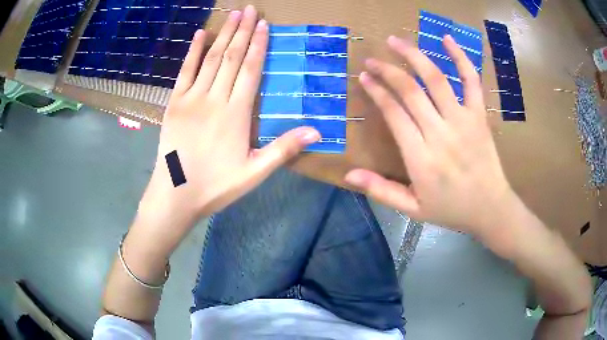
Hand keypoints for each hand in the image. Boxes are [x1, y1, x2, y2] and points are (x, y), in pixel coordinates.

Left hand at [142, 6, 319, 221]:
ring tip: (233, 14)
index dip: (258, 45)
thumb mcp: (254, 173)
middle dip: (242, 31)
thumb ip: (283, 149)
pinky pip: (184, 71)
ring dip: (223, 34)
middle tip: (250, 9)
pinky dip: (192, 51)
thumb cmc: (216, 185)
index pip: (250, 70)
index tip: (264, 24)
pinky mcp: (174, 103)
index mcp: (236, 113)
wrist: (175, 194)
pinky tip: (200, 34)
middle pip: (232, 57)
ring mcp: (191, 98)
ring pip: (211, 59)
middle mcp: (214, 98)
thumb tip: (317, 131)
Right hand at [345, 35, 515, 236]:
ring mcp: (463, 121)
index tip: (365, 77)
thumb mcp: (412, 209)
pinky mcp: (479, 116)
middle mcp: (440, 134)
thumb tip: (349, 174)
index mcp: (421, 158)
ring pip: (436, 79)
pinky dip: (460, 58)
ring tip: (396, 41)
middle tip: (372, 59)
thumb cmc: (451, 209)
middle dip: (388, 71)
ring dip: (414, 56)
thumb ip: (381, 190)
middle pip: (410, 91)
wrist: (490, 209)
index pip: (394, 113)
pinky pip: (471, 81)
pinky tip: (446, 39)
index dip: (377, 91)